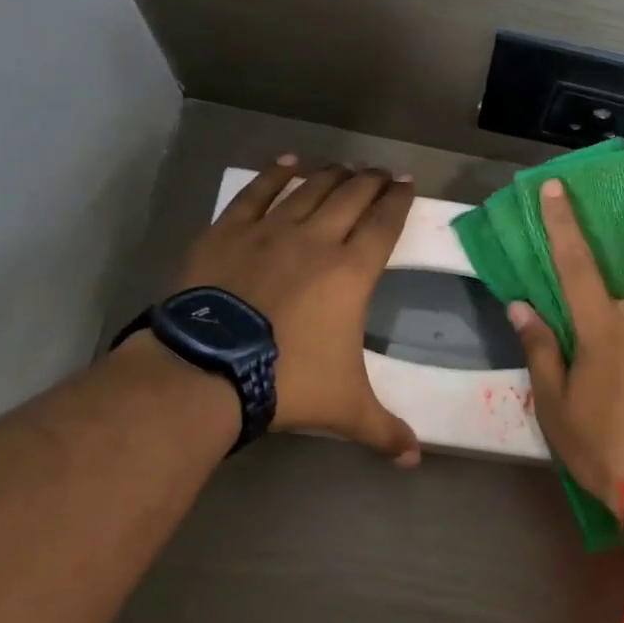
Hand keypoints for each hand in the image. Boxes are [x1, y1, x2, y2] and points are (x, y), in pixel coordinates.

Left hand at [174, 156, 420, 464]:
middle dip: (371, 180)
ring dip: (332, 173)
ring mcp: (271, 230)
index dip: (399, 200)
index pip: (385, 224)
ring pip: (310, 188)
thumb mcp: (344, 408)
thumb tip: (415, 459)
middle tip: (381, 172)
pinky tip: (288, 162)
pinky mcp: (230, 230)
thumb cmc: (287, 382)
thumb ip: (384, 430)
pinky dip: (275, 174)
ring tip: (345, 165)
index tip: (407, 184)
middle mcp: (318, 239)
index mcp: (352, 272)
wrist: (208, 370)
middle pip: (352, 196)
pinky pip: (257, 192)